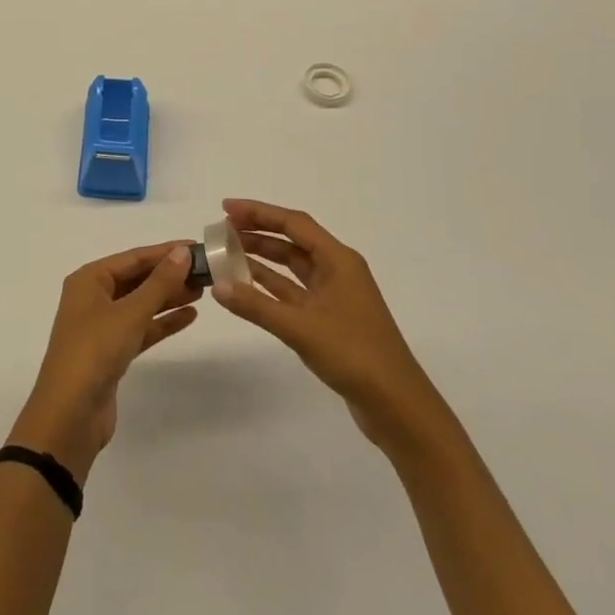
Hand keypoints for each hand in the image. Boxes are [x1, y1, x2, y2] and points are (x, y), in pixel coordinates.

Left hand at [8, 242, 200, 482]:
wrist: (70, 415)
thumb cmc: (95, 352)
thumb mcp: (130, 313)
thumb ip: (159, 283)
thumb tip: (183, 252)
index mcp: (89, 280)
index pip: (133, 258)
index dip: (165, 251)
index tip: (197, 246)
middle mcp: (93, 298)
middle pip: (136, 279)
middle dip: (168, 274)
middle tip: (205, 271)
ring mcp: (101, 326)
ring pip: (140, 304)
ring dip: (168, 297)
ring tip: (202, 290)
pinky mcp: (111, 352)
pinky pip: (141, 328)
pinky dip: (162, 322)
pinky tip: (189, 316)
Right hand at [212, 199, 452, 461]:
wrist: (397, 406)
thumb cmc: (354, 354)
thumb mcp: (300, 327)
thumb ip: (256, 305)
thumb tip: (217, 285)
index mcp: (339, 260)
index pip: (294, 223)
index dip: (259, 212)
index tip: (226, 208)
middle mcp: (337, 271)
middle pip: (292, 241)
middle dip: (257, 233)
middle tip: (221, 231)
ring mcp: (334, 297)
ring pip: (292, 268)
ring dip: (261, 260)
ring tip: (226, 255)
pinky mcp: (330, 321)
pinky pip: (294, 293)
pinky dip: (270, 288)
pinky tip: (246, 288)